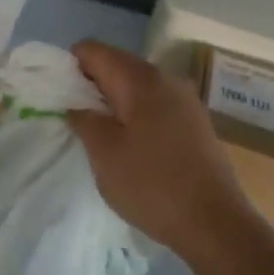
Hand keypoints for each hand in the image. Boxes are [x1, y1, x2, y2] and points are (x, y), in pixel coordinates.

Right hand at [66, 40, 259, 265]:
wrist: (215, 224)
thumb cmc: (151, 184)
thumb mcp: (103, 153)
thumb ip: (83, 119)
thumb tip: (76, 104)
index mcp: (140, 79)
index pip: (94, 50)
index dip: (69, 65)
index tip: (58, 95)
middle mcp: (166, 80)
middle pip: (117, 65)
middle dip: (91, 84)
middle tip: (74, 118)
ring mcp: (186, 101)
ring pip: (137, 87)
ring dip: (114, 102)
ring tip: (99, 135)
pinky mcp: (196, 124)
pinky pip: (155, 106)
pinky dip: (135, 115)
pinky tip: (130, 146)